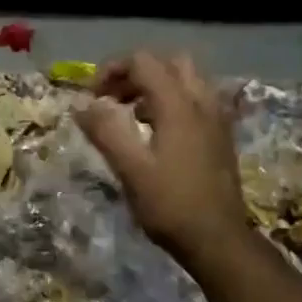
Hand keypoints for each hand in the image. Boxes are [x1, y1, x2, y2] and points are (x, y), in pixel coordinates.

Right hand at [76, 52, 247, 273]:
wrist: (217, 239)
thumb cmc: (170, 205)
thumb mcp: (130, 169)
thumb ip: (105, 132)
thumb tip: (81, 105)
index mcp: (178, 105)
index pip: (143, 62)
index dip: (112, 70)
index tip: (91, 98)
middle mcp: (201, 103)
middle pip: (169, 63)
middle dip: (136, 73)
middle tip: (113, 99)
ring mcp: (216, 119)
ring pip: (186, 80)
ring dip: (155, 86)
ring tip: (130, 114)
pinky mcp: (220, 136)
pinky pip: (196, 100)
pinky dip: (172, 102)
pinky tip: (156, 132)